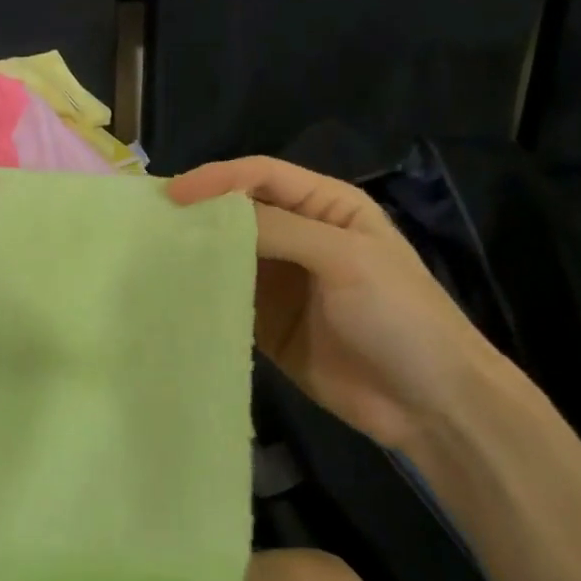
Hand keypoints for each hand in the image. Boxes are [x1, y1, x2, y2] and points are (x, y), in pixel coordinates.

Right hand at [167, 156, 520, 447]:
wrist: (431, 404)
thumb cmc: (400, 315)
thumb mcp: (346, 259)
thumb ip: (280, 230)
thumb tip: (209, 213)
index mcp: (326, 206)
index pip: (260, 176)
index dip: (216, 179)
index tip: (171, 197)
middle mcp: (299, 235)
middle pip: (239, 211)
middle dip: (198, 212)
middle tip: (149, 223)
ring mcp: (281, 281)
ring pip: (227, 253)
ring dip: (194, 252)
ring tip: (149, 255)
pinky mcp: (266, 323)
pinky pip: (227, 298)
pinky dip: (202, 293)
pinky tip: (171, 294)